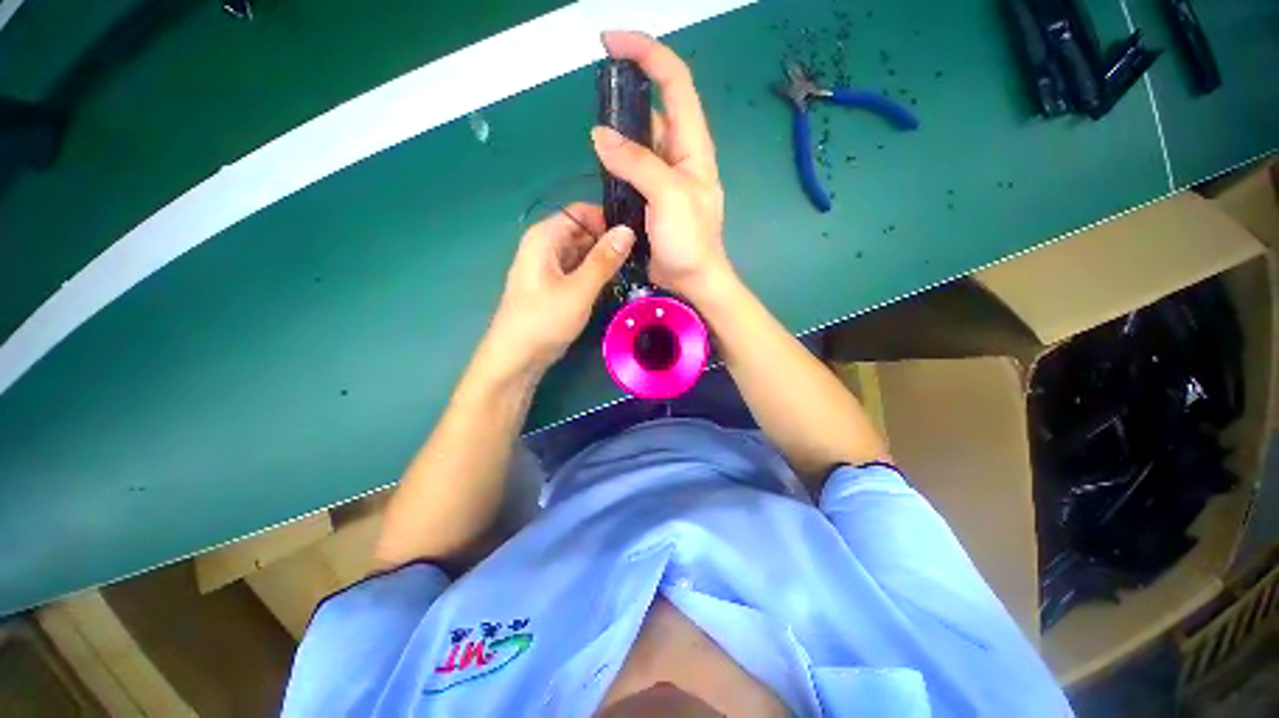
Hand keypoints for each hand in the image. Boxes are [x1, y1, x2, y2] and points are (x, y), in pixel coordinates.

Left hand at [479, 203, 634, 379]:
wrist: (518, 357)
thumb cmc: (544, 320)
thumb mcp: (579, 289)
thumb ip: (604, 260)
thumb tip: (628, 230)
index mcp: (545, 237)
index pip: (582, 212)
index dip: (608, 219)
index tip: (636, 233)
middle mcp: (546, 245)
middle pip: (583, 231)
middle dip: (610, 240)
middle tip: (641, 254)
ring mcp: (550, 266)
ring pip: (583, 252)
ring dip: (605, 258)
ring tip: (634, 266)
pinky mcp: (556, 284)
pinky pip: (579, 269)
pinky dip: (596, 272)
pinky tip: (616, 281)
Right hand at [591, 31, 731, 301]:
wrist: (691, 279)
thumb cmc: (690, 239)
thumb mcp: (669, 196)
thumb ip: (637, 163)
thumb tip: (600, 136)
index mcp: (692, 145)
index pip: (675, 81)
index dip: (646, 53)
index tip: (611, 43)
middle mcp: (678, 154)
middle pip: (653, 107)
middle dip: (626, 94)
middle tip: (595, 99)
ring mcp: (663, 176)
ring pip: (638, 140)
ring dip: (617, 133)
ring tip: (595, 140)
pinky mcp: (649, 196)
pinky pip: (629, 170)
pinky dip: (614, 163)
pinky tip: (601, 166)